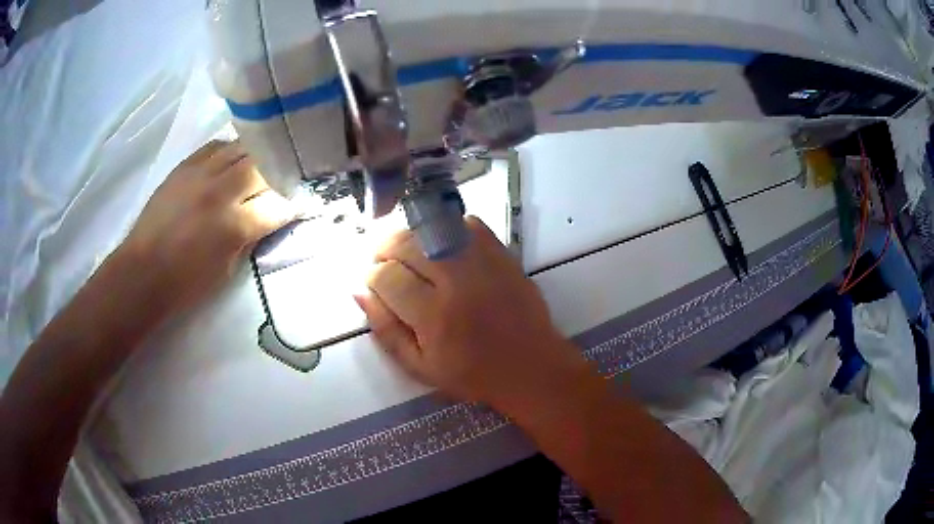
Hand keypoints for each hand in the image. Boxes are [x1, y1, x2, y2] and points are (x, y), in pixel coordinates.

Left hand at [119, 140, 296, 311]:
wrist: (142, 272)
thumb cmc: (186, 283)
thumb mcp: (227, 269)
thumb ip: (251, 237)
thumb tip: (270, 217)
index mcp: (232, 225)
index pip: (278, 205)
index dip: (295, 205)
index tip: (304, 204)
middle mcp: (219, 191)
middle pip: (263, 166)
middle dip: (279, 174)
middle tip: (284, 181)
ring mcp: (200, 173)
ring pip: (241, 148)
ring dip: (257, 157)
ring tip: (262, 166)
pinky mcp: (184, 166)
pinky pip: (216, 146)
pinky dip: (230, 151)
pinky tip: (232, 161)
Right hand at [355, 217, 588, 411]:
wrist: (530, 366)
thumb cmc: (472, 374)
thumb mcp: (420, 367)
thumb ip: (386, 331)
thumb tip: (360, 293)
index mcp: (434, 317)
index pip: (387, 277)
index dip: (372, 276)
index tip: (374, 283)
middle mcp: (457, 282)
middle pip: (406, 245)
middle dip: (385, 249)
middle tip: (383, 262)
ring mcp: (482, 262)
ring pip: (432, 229)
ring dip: (410, 236)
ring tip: (406, 252)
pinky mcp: (502, 253)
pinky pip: (466, 223)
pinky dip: (446, 228)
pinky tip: (441, 246)